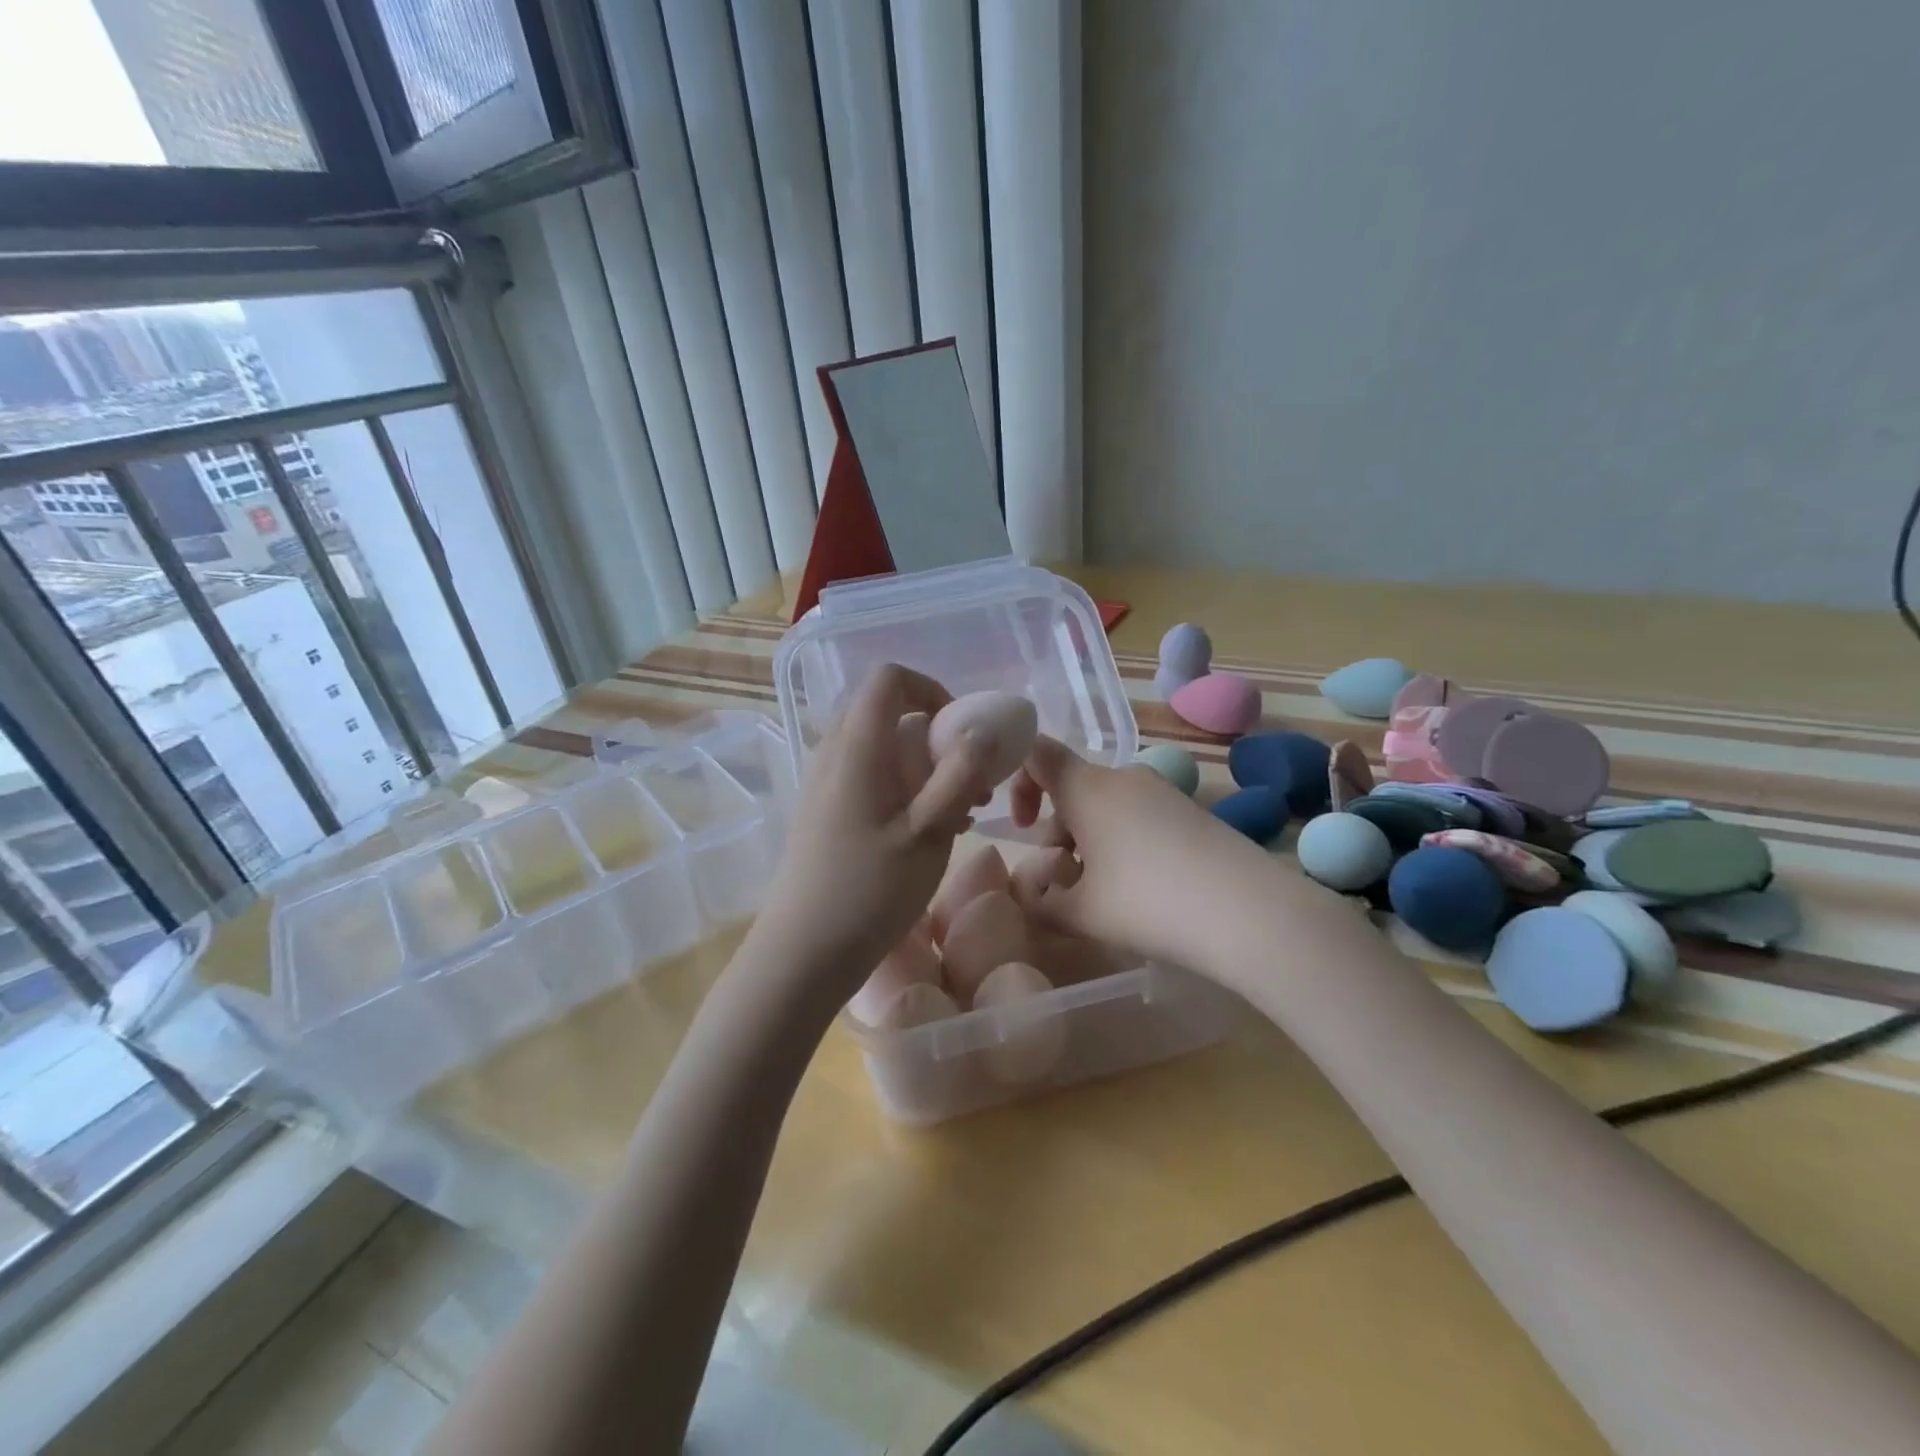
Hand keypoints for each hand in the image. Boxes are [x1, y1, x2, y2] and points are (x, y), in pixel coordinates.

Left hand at [747, 665, 994, 1013]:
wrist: (801, 954)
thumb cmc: (868, 893)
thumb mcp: (927, 834)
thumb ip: (959, 776)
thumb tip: (983, 730)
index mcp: (857, 748)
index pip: (890, 679)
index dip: (932, 690)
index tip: (963, 732)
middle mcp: (835, 755)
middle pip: (889, 713)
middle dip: (937, 736)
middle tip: (970, 780)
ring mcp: (826, 784)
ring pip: (883, 749)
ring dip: (926, 767)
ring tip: (960, 814)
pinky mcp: (826, 812)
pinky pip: (871, 777)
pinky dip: (906, 789)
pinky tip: (929, 832)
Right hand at [1009, 736, 1268, 971]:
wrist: (1251, 912)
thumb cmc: (1149, 904)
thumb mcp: (1081, 913)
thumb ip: (1040, 902)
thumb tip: (1031, 893)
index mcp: (1087, 788)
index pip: (1036, 753)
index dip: (1017, 781)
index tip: (1021, 826)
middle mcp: (1123, 777)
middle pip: (1072, 788)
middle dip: (1056, 830)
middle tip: (1065, 880)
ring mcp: (1162, 791)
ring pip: (1105, 805)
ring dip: (1089, 841)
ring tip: (1103, 893)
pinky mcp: (1190, 811)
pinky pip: (1138, 816)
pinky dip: (1123, 843)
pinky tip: (1142, 889)